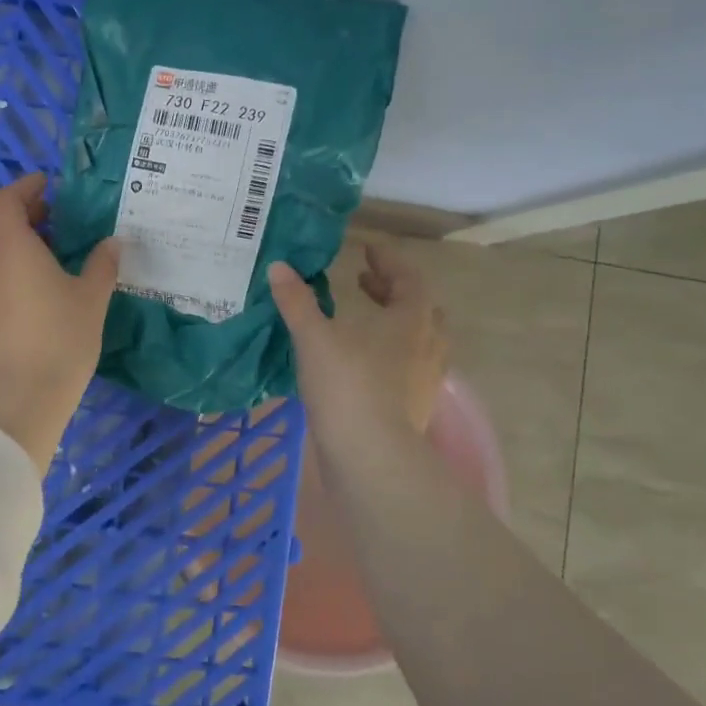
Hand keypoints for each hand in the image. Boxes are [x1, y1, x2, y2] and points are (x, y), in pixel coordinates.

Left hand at [0, 173, 119, 473]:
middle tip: (55, 216)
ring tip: (50, 249)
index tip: (48, 186)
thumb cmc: (59, 337)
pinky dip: (9, 265)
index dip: (26, 188)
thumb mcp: (91, 296)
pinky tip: (37, 284)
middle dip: (22, 213)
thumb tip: (112, 242)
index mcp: (10, 243)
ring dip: (15, 240)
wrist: (19, 396)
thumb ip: (102, 263)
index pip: (7, 199)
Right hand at [268, 242, 448, 465]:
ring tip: (364, 320)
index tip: (367, 249)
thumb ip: (297, 301)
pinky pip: (408, 368)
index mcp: (411, 320)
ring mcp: (425, 380)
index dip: (388, 260)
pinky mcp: (414, 408)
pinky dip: (389, 354)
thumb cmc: (348, 386)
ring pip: (418, 340)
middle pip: (419, 307)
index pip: (409, 277)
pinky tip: (360, 362)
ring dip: (394, 323)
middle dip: (391, 291)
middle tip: (362, 281)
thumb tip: (278, 266)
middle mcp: (427, 346)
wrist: (371, 457)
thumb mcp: (314, 338)